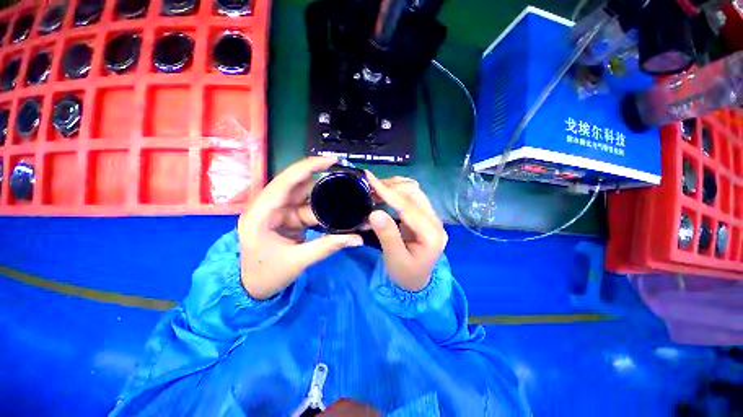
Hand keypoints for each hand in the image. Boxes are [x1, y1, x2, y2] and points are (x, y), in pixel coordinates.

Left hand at [238, 157, 362, 299]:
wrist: (252, 289)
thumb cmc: (266, 275)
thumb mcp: (298, 261)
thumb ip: (328, 247)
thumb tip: (358, 239)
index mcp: (262, 213)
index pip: (285, 181)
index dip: (308, 167)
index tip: (331, 160)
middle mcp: (269, 207)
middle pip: (298, 186)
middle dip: (322, 182)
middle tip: (346, 180)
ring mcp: (279, 212)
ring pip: (305, 197)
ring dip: (324, 198)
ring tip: (346, 196)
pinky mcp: (287, 219)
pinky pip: (307, 208)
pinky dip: (322, 209)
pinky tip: (336, 210)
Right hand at [366, 172, 447, 291]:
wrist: (416, 281)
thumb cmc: (405, 273)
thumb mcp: (394, 259)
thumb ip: (387, 235)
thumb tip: (375, 212)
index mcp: (432, 234)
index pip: (409, 207)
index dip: (389, 193)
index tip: (370, 180)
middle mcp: (436, 222)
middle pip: (415, 194)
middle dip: (391, 187)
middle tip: (369, 185)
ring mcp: (431, 218)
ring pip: (414, 192)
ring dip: (394, 187)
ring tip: (375, 188)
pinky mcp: (424, 216)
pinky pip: (411, 198)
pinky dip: (396, 193)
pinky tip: (384, 193)